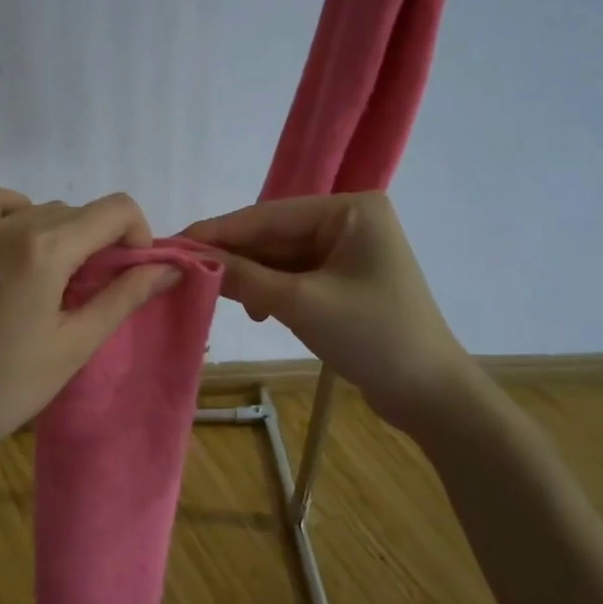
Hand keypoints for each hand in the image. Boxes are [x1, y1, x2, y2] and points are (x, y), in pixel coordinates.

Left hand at [0, 186, 180, 463]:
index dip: (139, 236)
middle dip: (105, 243)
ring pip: (43, 209)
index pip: (115, 210)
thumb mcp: (74, 345)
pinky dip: (19, 212)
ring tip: (63, 281)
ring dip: (67, 233)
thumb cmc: (5, 386)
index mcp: (45, 249)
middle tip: (101, 294)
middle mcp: (12, 226)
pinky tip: (23, 247)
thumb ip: (123, 298)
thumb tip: (170, 268)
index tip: (135, 274)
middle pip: (81, 212)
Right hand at [182, 192, 474, 422]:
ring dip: (250, 277)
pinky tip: (254, 309)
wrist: (429, 394)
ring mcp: (348, 250)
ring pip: (281, 257)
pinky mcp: (344, 280)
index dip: (219, 231)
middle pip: (274, 235)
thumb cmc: (372, 336)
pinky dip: (270, 290)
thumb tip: (190, 260)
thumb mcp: (301, 303)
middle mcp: (350, 220)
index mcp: (350, 209)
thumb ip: (244, 277)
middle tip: (182, 271)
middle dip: (233, 256)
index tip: (173, 243)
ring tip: (215, 296)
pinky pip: (295, 275)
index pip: (268, 215)